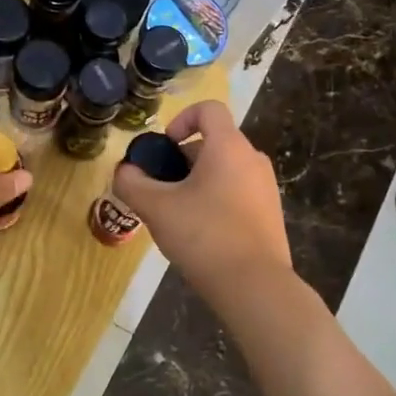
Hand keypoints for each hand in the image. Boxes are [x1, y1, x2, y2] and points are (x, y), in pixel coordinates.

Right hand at [112, 101, 290, 301]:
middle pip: (214, 143)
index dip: (181, 119)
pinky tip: (201, 234)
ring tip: (177, 216)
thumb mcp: (157, 208)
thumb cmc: (204, 236)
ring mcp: (266, 188)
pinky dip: (216, 201)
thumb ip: (132, 184)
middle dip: (182, 161)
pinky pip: (237, 193)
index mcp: (229, 147)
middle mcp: (253, 159)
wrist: (255, 285)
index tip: (164, 149)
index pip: (209, 109)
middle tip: (160, 191)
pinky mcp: (270, 214)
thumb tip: (125, 172)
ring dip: (197, 183)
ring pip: (225, 171)